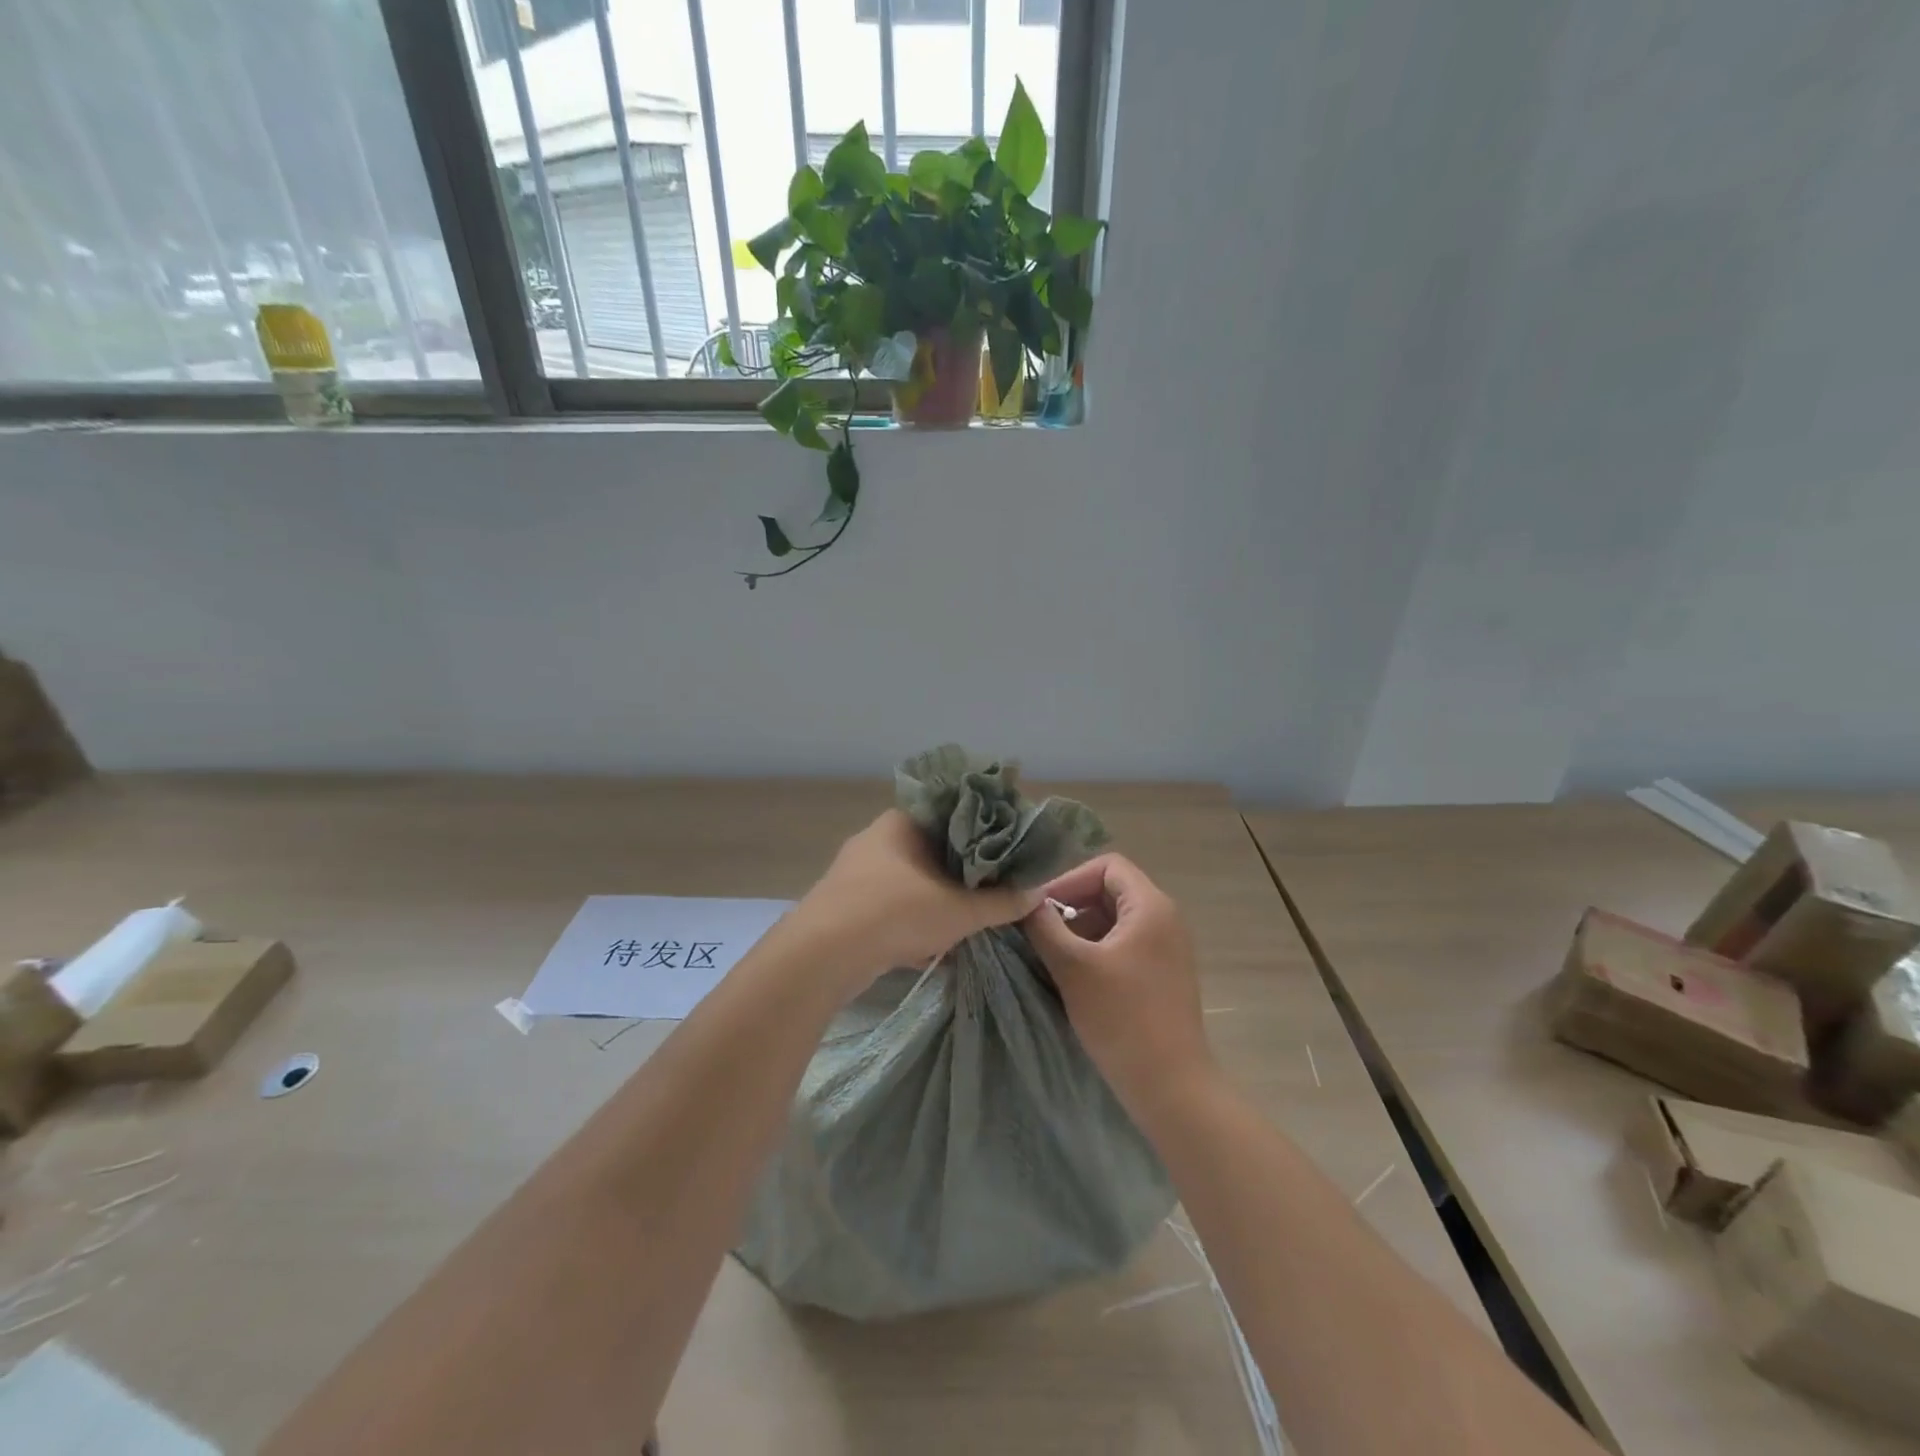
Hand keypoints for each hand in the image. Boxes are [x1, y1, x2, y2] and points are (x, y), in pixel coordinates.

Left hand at [788, 810, 1041, 992]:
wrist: (822, 956)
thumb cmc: (896, 913)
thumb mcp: (961, 910)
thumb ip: (1002, 902)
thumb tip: (1039, 893)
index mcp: (903, 821)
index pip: (954, 814)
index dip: (985, 832)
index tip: (1009, 852)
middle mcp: (878, 839)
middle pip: (934, 850)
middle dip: (963, 873)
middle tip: (994, 889)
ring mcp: (857, 872)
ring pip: (912, 880)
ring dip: (938, 900)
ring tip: (968, 920)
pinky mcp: (845, 905)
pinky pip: (892, 906)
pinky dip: (913, 921)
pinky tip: (930, 946)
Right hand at [1024, 853, 1215, 1112]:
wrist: (1170, 1087)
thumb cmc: (1122, 1018)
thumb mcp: (1073, 967)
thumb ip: (1044, 926)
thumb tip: (1024, 900)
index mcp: (1151, 906)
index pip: (1107, 865)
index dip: (1069, 879)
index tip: (1040, 908)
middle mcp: (1165, 919)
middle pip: (1110, 890)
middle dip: (1071, 906)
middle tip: (1039, 932)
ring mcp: (1166, 948)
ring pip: (1114, 920)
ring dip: (1080, 931)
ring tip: (1052, 956)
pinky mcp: (1162, 974)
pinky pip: (1124, 945)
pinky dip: (1096, 951)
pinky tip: (1073, 977)